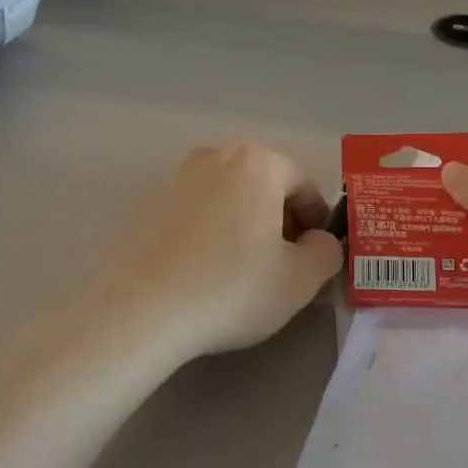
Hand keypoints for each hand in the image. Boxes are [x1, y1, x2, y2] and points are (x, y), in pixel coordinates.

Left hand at [91, 143, 343, 361]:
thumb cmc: (231, 289)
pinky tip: (207, 271)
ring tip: (244, 270)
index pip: (305, 187)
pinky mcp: (149, 206)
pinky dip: (212, 233)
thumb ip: (326, 252)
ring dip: (246, 226)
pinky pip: (198, 214)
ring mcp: (177, 179)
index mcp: (258, 163)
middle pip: (266, 187)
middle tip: (283, 265)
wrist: (141, 311)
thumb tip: (318, 241)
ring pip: (230, 198)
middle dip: (281, 221)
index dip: (317, 224)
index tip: (314, 258)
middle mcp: (216, 157)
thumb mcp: (300, 279)